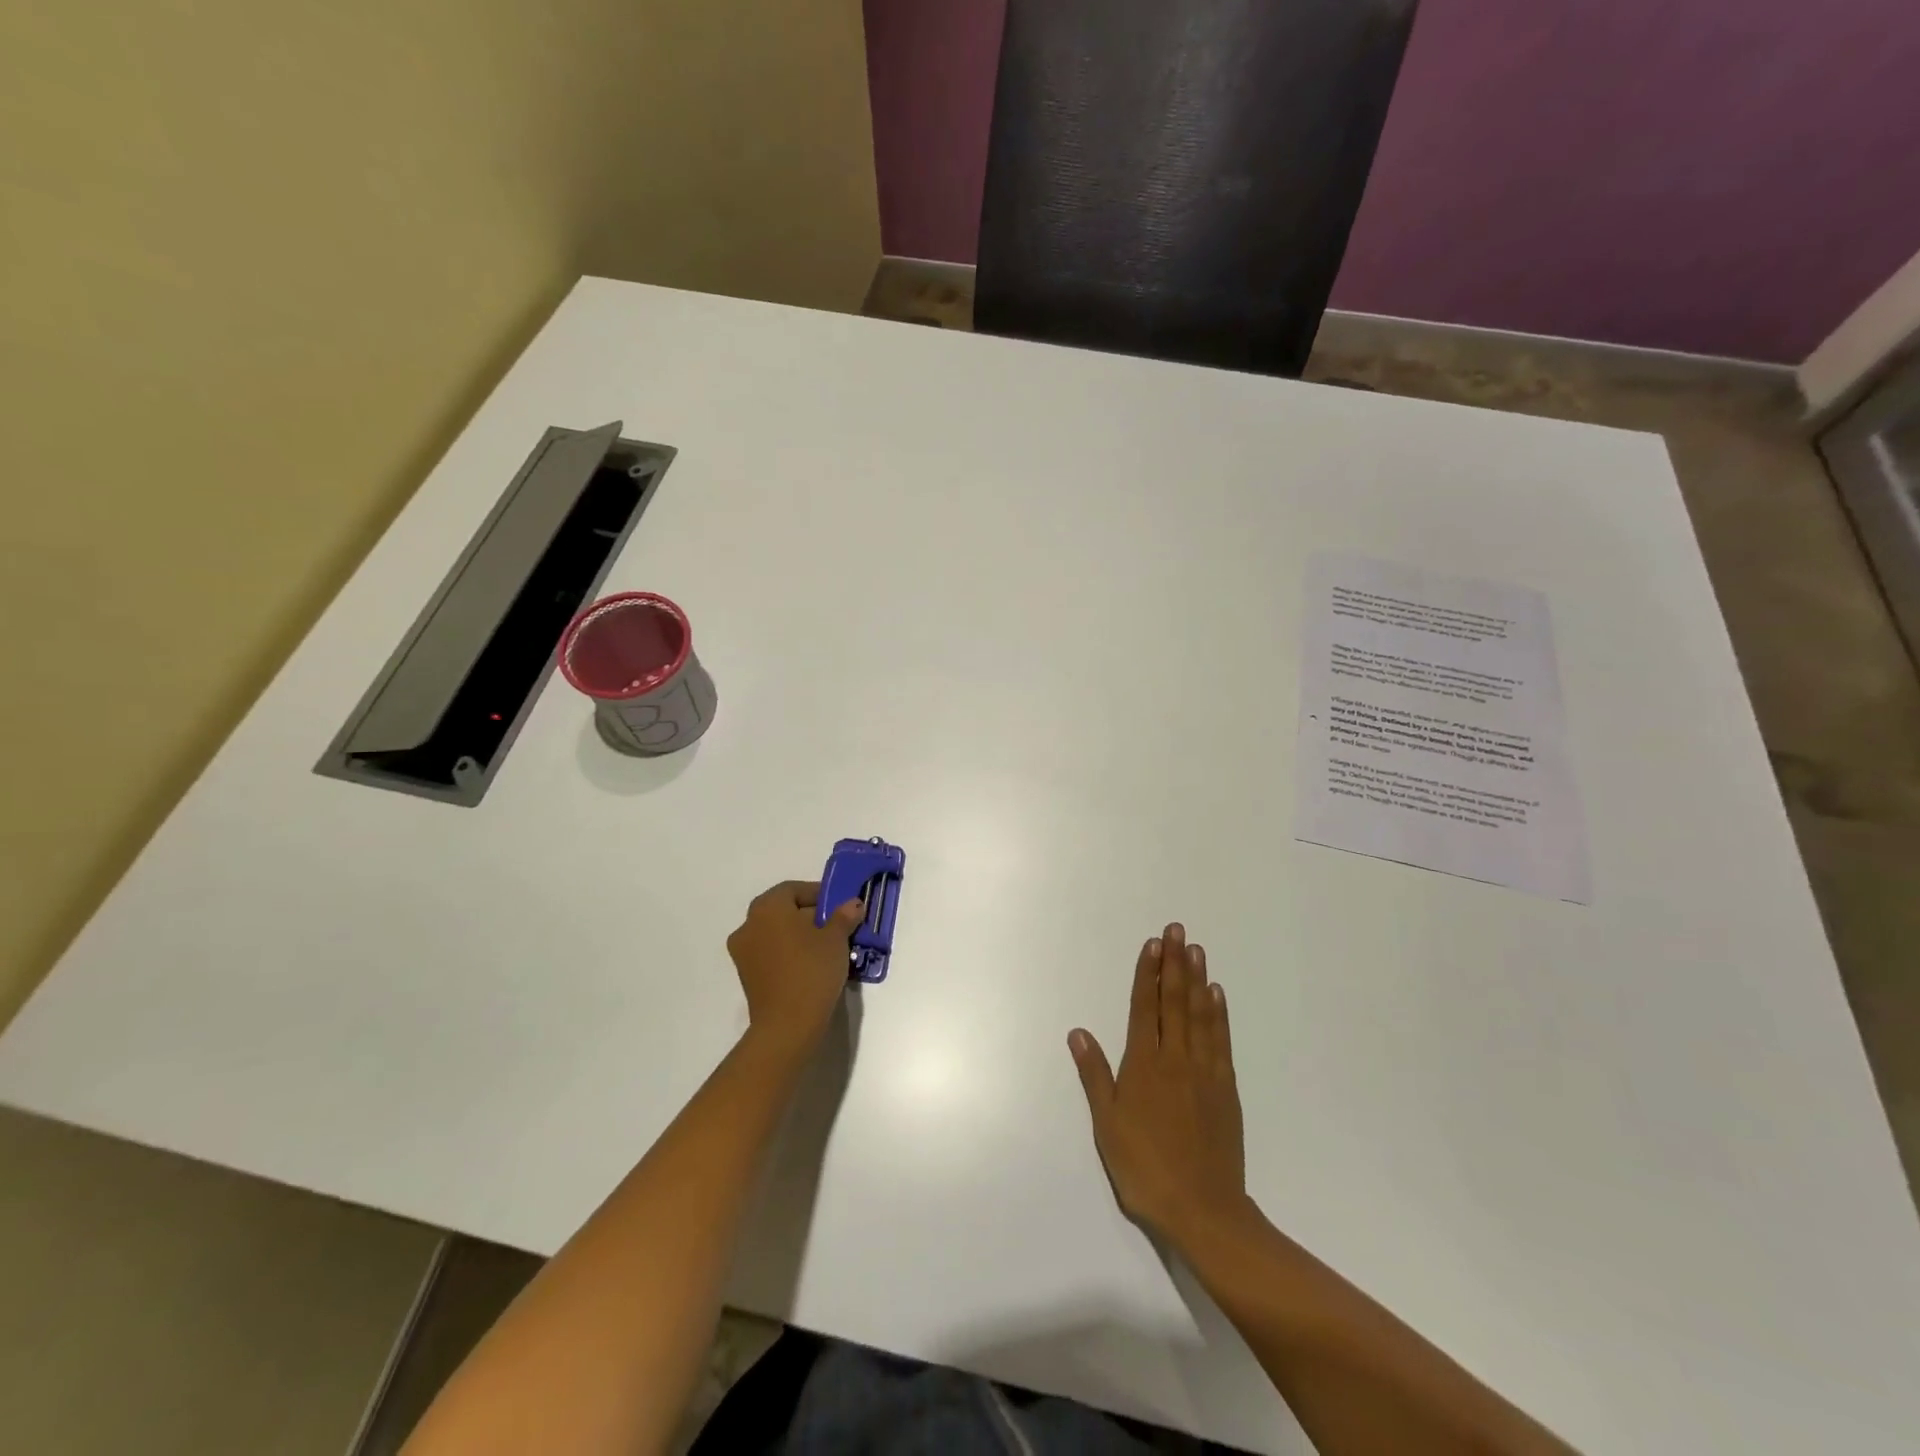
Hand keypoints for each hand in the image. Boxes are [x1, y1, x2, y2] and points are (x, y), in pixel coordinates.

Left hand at [726, 880, 863, 1057]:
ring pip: (776, 933)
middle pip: (783, 910)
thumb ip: (844, 916)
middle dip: (810, 915)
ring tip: (826, 948)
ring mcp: (743, 952)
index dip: (819, 894)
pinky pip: (770, 953)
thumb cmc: (812, 970)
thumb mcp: (836, 938)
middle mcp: (749, 924)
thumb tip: (852, 904)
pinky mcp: (746, 975)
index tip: (840, 906)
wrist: (787, 1024)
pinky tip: (810, 965)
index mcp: (768, 907)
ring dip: (798, 935)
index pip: (794, 889)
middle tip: (836, 926)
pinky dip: (788, 953)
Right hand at [1069, 923, 1249, 1249]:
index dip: (1148, 973)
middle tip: (1177, 930)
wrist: (1203, 1209)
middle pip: (1174, 1001)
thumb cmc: (1145, 1168)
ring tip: (1196, 950)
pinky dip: (1219, 1013)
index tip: (1153, 944)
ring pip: (1200, 1014)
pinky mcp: (1225, 1088)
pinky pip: (1221, 1040)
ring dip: (1197, 979)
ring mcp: (1204, 1071)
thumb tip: (1079, 1032)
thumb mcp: (1107, 1124)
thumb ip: (1095, 1075)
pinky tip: (1217, 995)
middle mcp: (1175, 1058)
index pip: (1145, 1007)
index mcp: (1144, 1064)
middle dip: (1174, 963)